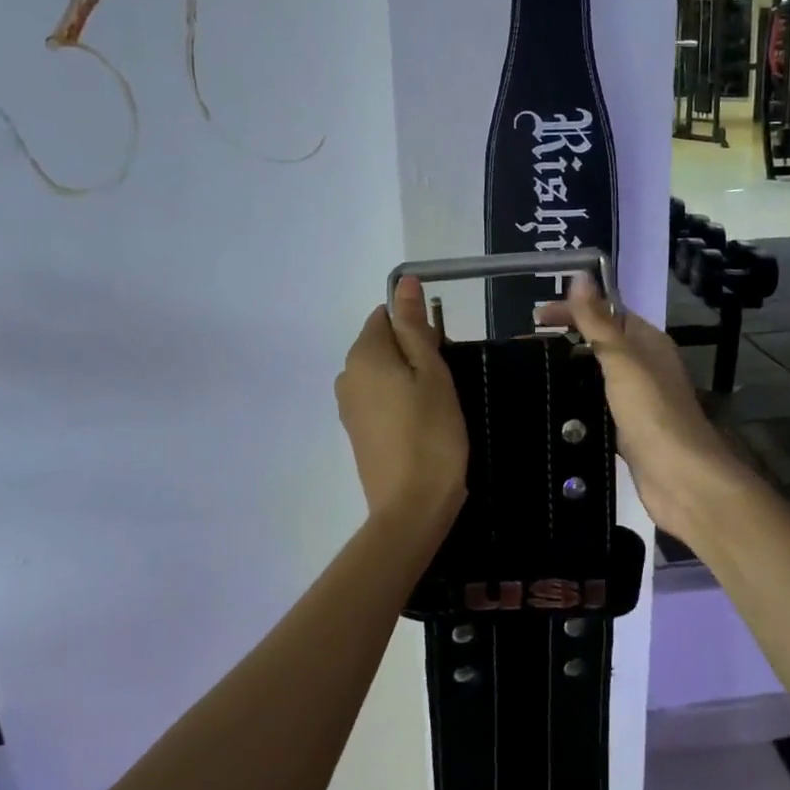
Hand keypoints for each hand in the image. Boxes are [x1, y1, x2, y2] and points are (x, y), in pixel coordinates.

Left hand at [335, 277, 467, 534]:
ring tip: (436, 408)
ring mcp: (348, 407)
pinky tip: (421, 426)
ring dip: (408, 380)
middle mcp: (346, 376)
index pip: (385, 316)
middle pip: (382, 345)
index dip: (417, 328)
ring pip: (382, 374)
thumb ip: (414, 325)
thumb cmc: (431, 433)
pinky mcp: (357, 433)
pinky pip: (378, 400)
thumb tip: (403, 282)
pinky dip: (399, 403)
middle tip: (443, 385)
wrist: (411, 507)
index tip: (441, 356)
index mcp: (362, 355)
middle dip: (413, 354)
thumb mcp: (431, 372)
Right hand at [536, 275, 754, 546]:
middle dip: (565, 339)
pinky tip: (552, 408)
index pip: (606, 313)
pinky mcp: (628, 429)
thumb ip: (598, 320)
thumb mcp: (621, 359)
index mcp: (647, 342)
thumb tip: (581, 275)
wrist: (680, 477)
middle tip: (525, 347)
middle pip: (601, 343)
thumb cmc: (652, 411)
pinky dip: (576, 401)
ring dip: (569, 371)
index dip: (572, 310)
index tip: (534, 318)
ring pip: (597, 375)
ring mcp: (637, 399)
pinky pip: (597, 406)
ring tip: (531, 374)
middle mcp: (645, 366)